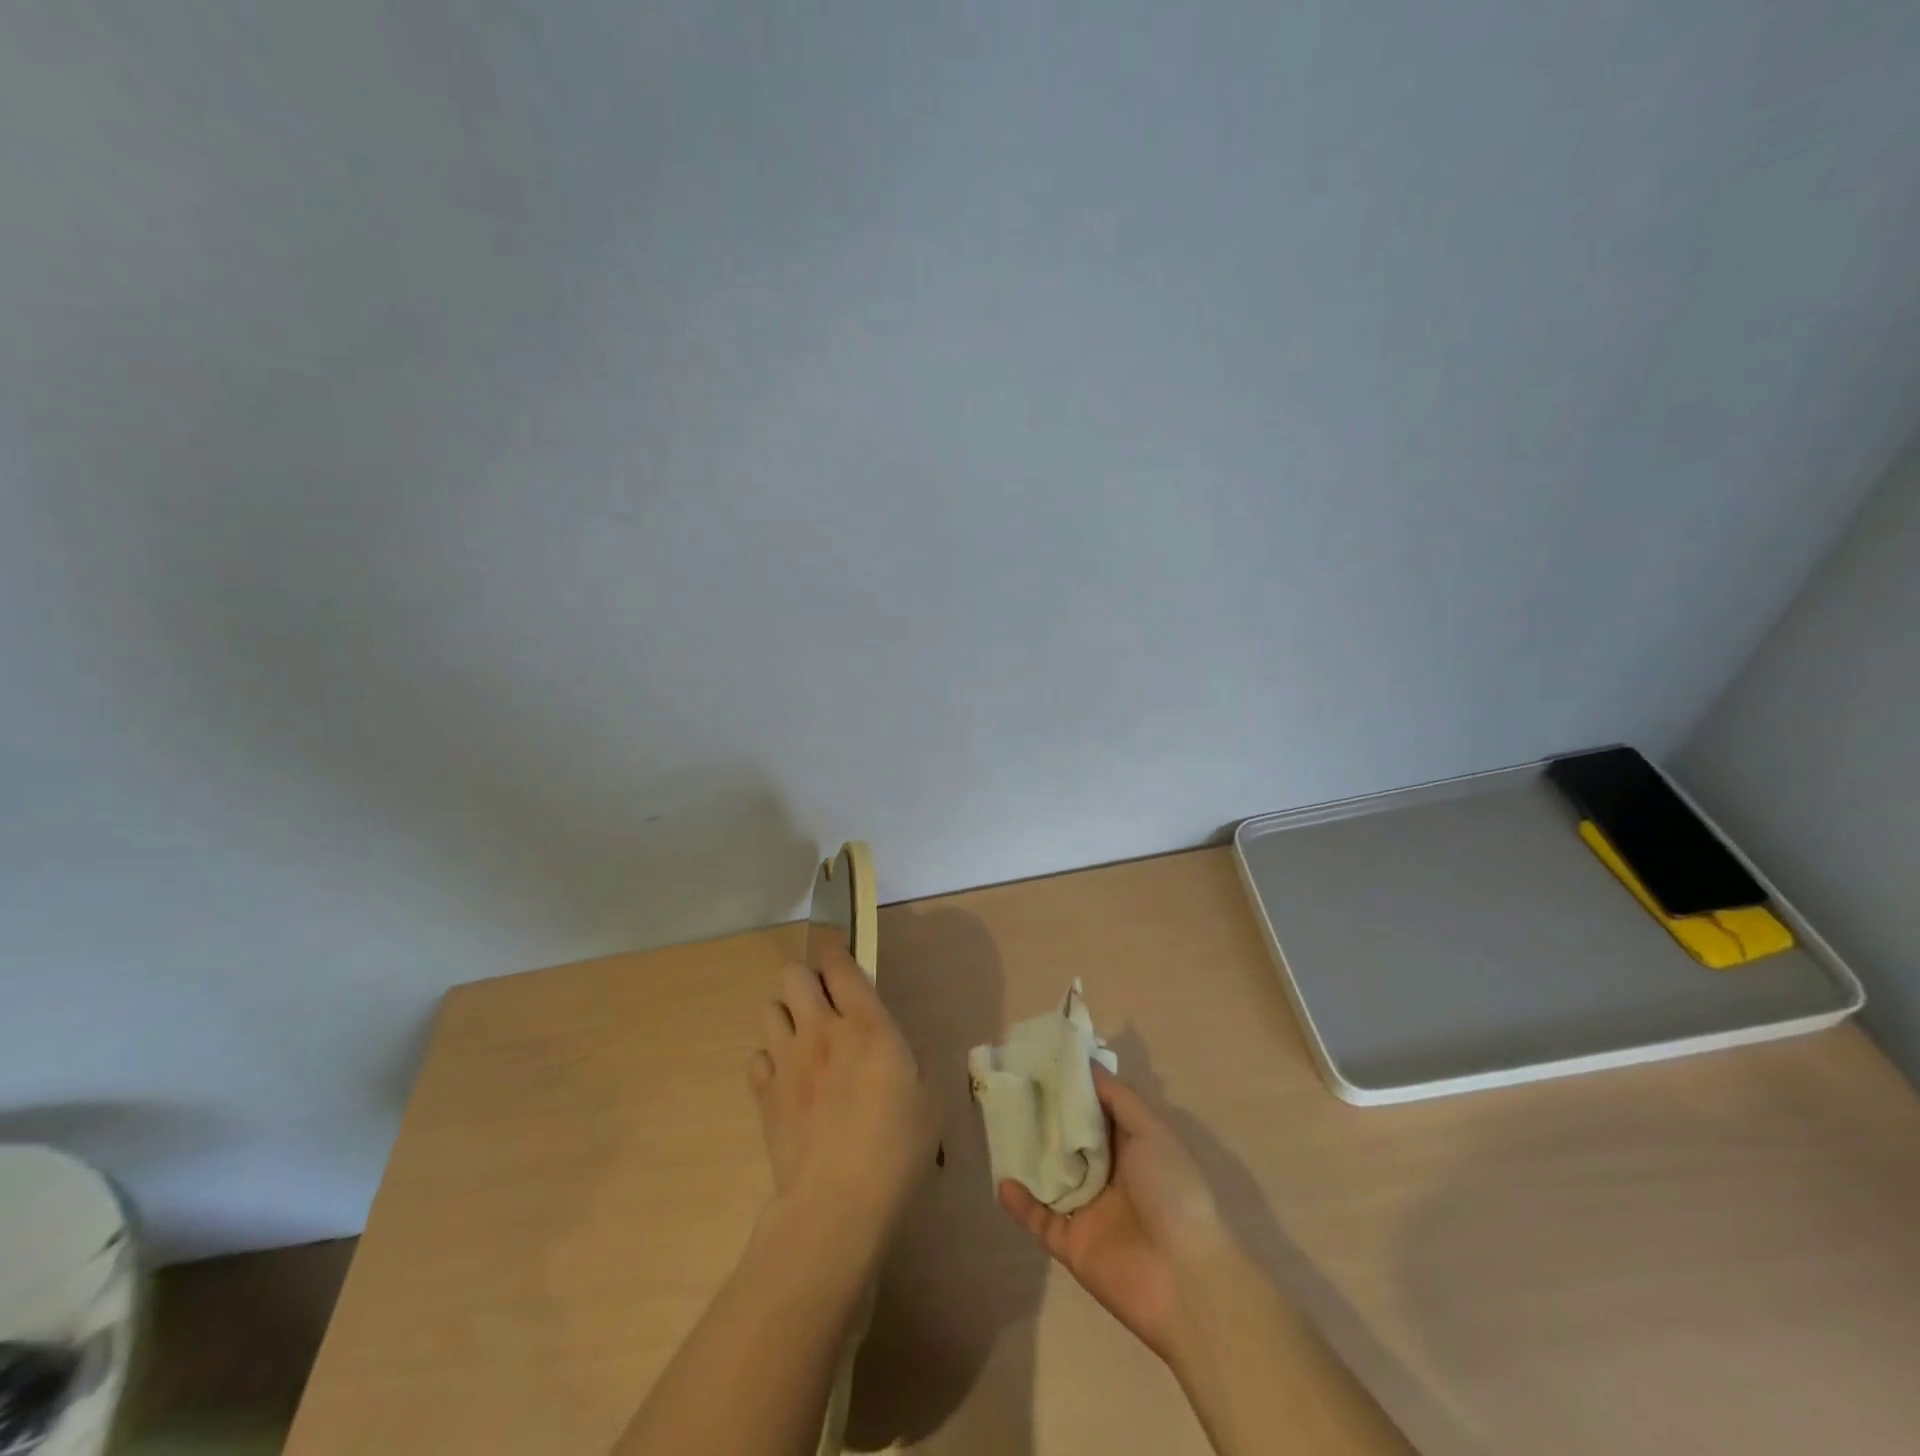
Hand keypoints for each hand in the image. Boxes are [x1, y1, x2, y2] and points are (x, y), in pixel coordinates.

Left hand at [748, 953, 941, 1267]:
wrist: (837, 1202)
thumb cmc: (896, 1148)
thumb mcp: (929, 1098)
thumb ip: (913, 1060)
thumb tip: (898, 1048)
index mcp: (867, 1025)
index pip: (840, 966)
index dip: (838, 956)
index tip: (843, 963)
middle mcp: (821, 1031)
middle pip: (793, 975)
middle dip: (806, 980)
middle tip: (823, 1005)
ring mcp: (787, 1060)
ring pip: (768, 1009)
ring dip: (785, 1016)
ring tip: (802, 1039)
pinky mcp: (764, 1094)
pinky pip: (757, 1057)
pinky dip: (770, 1061)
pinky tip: (787, 1080)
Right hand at [998, 1064, 1230, 1363]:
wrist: (1186, 1280)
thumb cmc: (1172, 1192)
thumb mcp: (1152, 1132)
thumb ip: (1119, 1098)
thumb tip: (1087, 1065)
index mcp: (1132, 1147)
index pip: (1096, 1110)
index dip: (1073, 1088)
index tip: (1043, 1061)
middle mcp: (1110, 1175)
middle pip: (1069, 1141)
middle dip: (1045, 1118)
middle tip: (1012, 1088)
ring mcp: (1090, 1211)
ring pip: (1051, 1177)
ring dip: (1028, 1158)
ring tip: (999, 1128)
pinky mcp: (1073, 1245)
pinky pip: (1040, 1220)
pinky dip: (1021, 1204)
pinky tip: (1003, 1182)